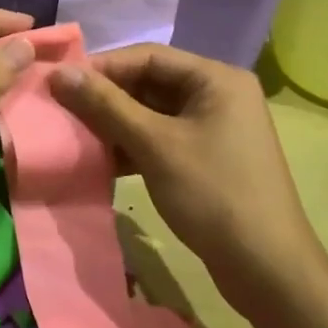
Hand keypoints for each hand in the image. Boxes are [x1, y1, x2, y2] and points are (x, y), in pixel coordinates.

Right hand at [50, 44, 319, 311]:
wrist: (268, 271)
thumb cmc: (213, 194)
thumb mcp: (154, 145)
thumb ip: (106, 105)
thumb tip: (59, 73)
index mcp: (216, 78)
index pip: (148, 56)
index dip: (102, 67)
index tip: (59, 82)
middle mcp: (218, 94)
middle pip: (149, 83)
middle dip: (106, 98)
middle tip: (62, 110)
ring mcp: (213, 128)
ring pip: (151, 113)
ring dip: (114, 124)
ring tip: (73, 135)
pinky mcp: (206, 158)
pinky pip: (160, 139)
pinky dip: (131, 146)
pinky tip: (100, 161)